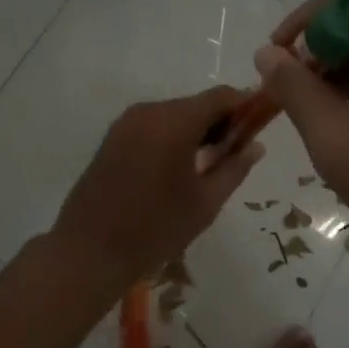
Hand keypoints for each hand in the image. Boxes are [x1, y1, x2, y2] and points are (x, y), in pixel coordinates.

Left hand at [49, 87, 265, 292]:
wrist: (89, 251)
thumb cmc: (155, 229)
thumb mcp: (205, 202)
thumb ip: (234, 168)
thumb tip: (256, 145)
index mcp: (175, 122)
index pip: (221, 97)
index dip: (245, 107)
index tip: (259, 127)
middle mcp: (149, 111)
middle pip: (197, 104)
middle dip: (221, 122)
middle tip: (235, 155)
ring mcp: (126, 122)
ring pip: (175, 114)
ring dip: (196, 130)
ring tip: (208, 165)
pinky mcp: (113, 136)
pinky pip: (154, 125)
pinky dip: (172, 136)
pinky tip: (178, 168)